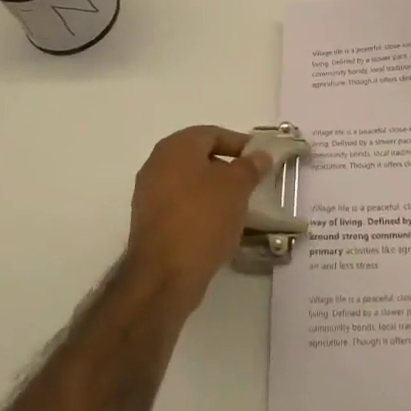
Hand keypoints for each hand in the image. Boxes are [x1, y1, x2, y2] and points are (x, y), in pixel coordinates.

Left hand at [124, 126, 271, 316]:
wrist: (163, 276)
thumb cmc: (202, 219)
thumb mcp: (237, 187)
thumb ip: (250, 167)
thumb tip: (260, 156)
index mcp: (176, 147)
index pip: (213, 134)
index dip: (239, 144)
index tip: (261, 160)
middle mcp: (157, 164)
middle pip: (199, 158)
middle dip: (227, 168)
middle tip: (251, 183)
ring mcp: (149, 194)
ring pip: (190, 183)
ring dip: (214, 191)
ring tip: (238, 207)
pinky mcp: (149, 222)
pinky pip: (181, 206)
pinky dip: (200, 210)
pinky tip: (217, 227)